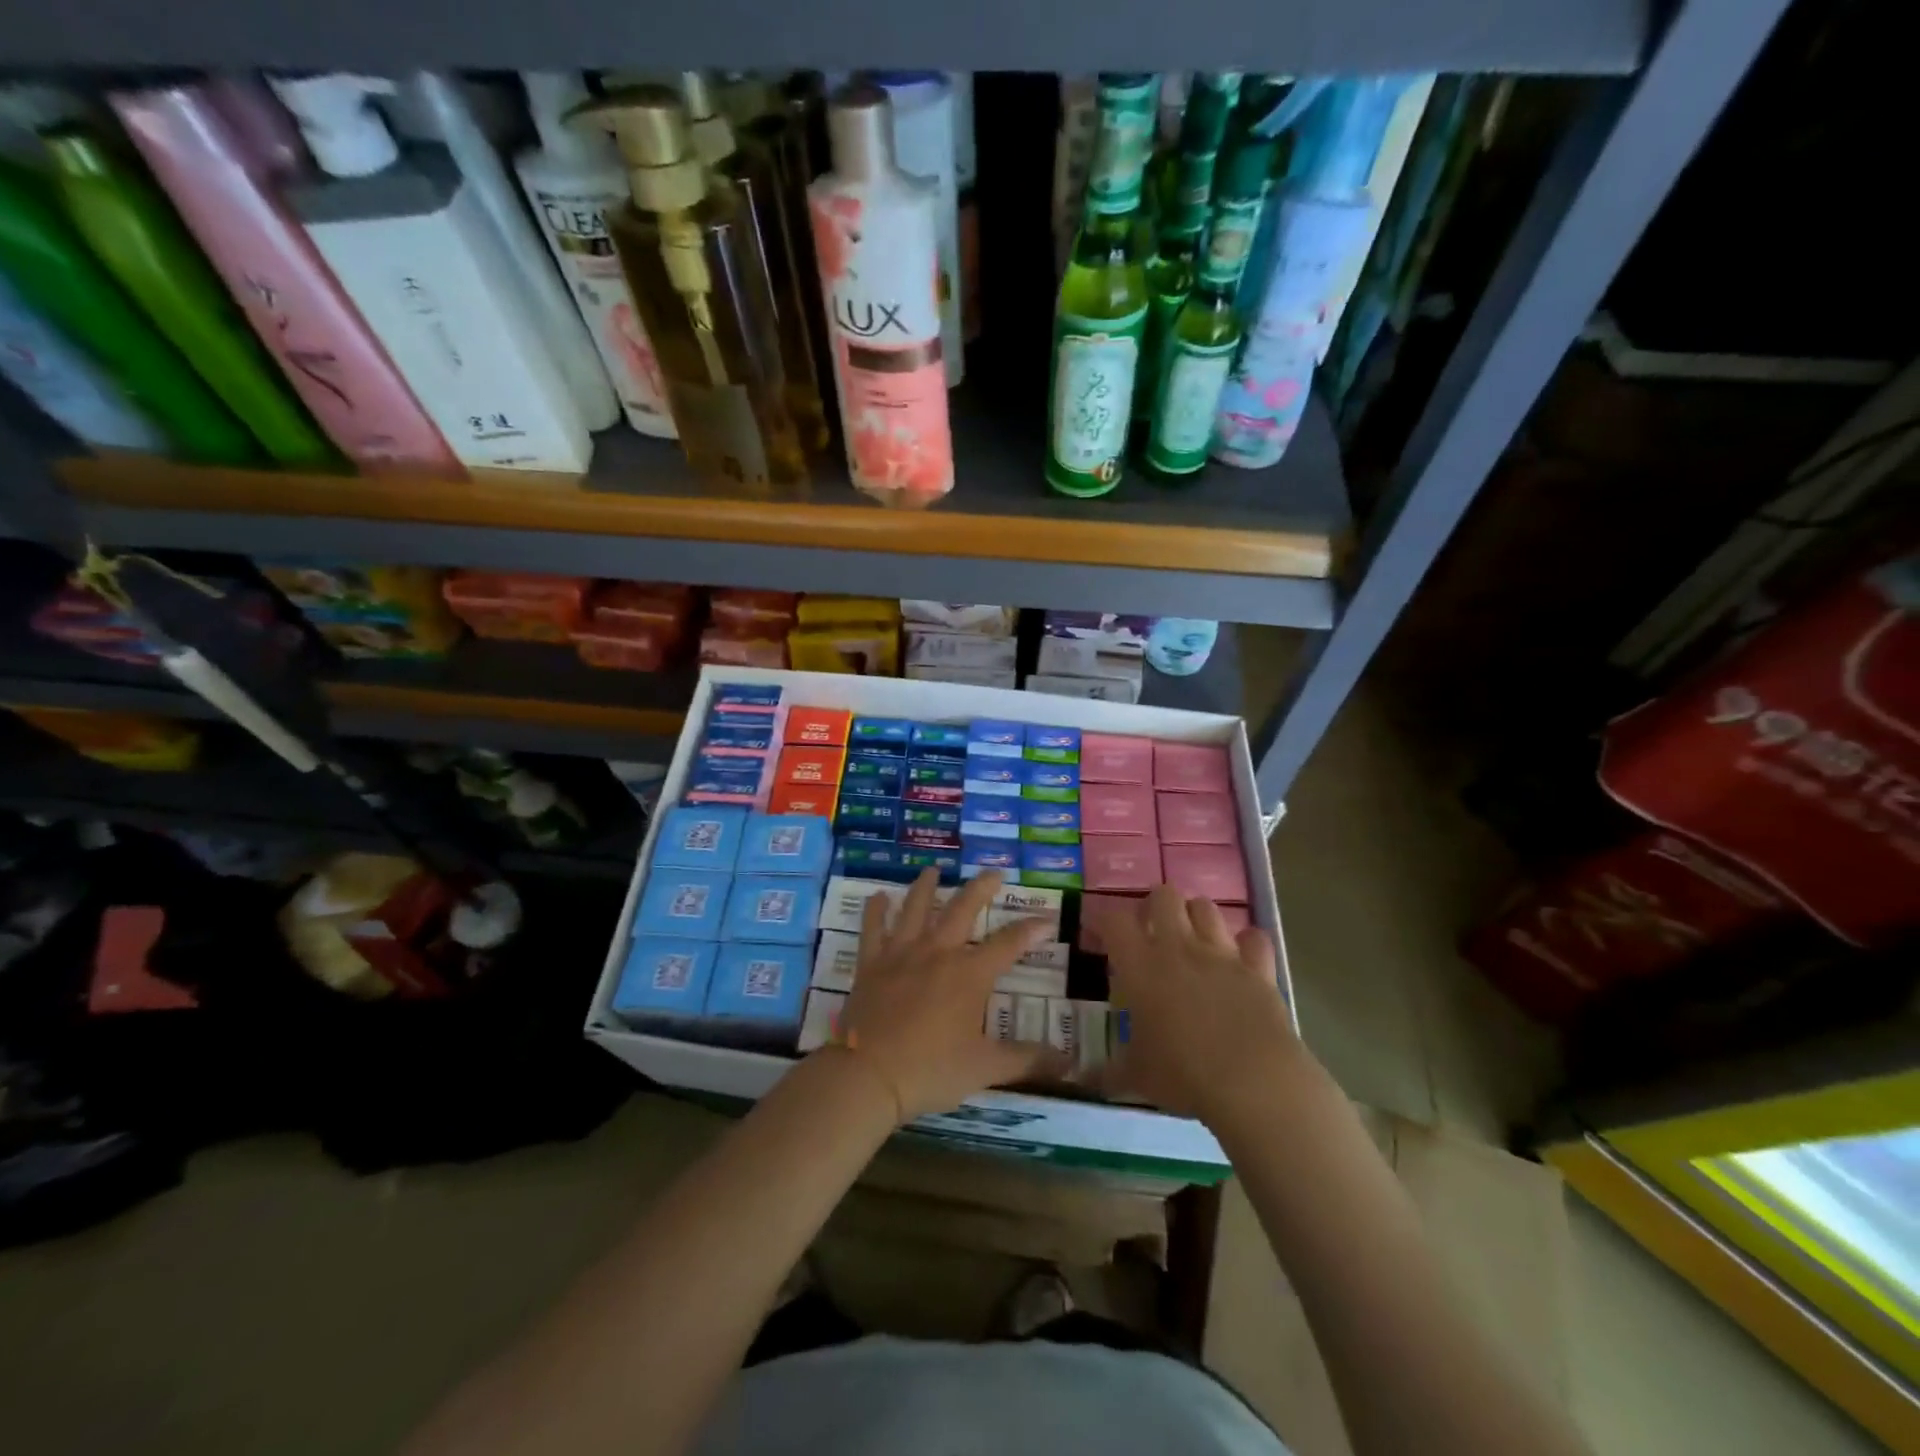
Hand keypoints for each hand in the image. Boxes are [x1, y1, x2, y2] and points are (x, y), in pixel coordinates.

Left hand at [834, 870, 1061, 1123]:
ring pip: (915, 908)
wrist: (868, 1075)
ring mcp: (901, 954)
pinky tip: (876, 896)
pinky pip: (872, 929)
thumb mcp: (986, 1068)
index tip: (1047, 920)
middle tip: (993, 872)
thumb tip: (1069, 1064)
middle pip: (962, 909)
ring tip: (933, 869)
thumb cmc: (931, 1070)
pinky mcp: (871, 964)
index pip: (1008, 944)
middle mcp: (937, 952)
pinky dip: (874, 910)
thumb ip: (1027, 1060)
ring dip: (925, 886)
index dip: (1030, 930)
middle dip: (981, 888)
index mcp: (969, 974)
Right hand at [1105, 884, 1298, 1131]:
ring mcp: (1222, 953)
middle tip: (1151, 931)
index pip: (1114, 920)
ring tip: (1193, 940)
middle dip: (1155, 906)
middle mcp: (1178, 947)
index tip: (1101, 936)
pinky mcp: (1258, 968)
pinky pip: (1254, 939)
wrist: (1253, 1081)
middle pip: (1164, 895)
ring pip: (1207, 907)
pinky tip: (1242, 958)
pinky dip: (1247, 944)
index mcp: (1140, 965)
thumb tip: (1087, 1079)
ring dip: (1197, 917)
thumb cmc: (1183, 1074)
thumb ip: (1111, 1071)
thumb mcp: (1138, 1077)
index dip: (1104, 921)